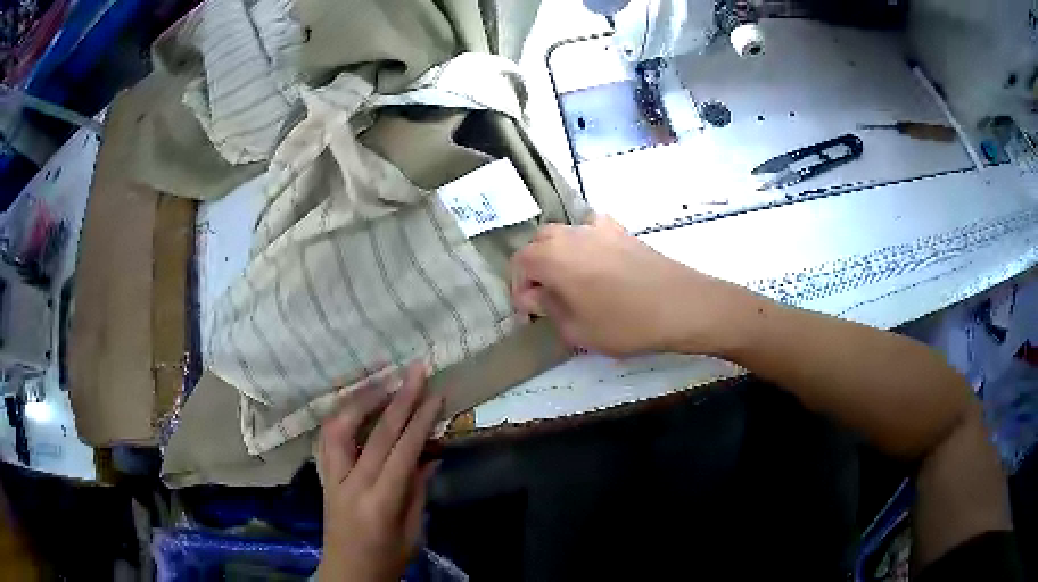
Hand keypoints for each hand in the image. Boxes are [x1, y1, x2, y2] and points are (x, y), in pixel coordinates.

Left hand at [316, 363, 443, 581]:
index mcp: (380, 503)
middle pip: (375, 433)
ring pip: (340, 427)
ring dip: (362, 400)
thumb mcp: (412, 532)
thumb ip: (417, 491)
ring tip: (383, 381)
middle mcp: (351, 484)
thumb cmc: (386, 560)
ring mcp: (331, 478)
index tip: (436, 394)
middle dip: (398, 398)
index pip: (402, 451)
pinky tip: (355, 404)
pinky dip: (342, 416)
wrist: (347, 574)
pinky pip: (327, 438)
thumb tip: (429, 454)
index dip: (420, 420)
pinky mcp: (322, 477)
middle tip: (415, 371)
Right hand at [511, 214, 743, 355]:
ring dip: (559, 256)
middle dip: (537, 269)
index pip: (520, 264)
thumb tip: (536, 295)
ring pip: (564, 235)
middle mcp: (570, 233)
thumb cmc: (624, 323)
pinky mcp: (622, 230)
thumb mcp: (576, 329)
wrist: (681, 305)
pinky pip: (590, 232)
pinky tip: (597, 267)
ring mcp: (598, 227)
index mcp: (552, 255)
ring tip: (572, 284)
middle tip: (548, 298)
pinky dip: (584, 246)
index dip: (519, 290)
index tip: (531, 313)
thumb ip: (548, 309)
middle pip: (539, 243)